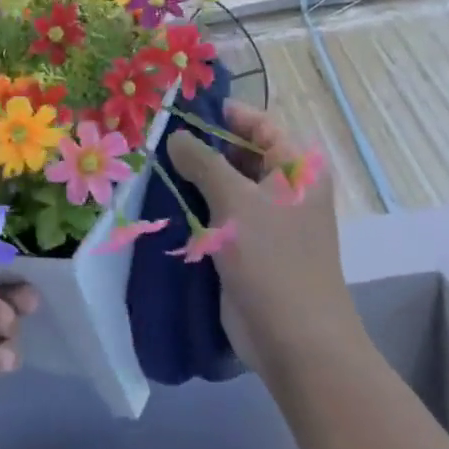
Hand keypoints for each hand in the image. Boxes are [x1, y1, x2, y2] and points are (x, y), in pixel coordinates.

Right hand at [167, 103, 349, 372]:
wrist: (293, 338)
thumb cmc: (271, 258)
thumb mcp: (235, 201)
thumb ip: (203, 163)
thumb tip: (177, 137)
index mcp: (296, 168)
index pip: (260, 125)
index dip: (224, 114)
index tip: (182, 110)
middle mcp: (284, 188)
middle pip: (240, 155)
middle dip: (202, 148)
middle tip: (157, 140)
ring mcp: (266, 220)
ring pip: (226, 187)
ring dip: (194, 180)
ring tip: (152, 166)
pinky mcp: (247, 248)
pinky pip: (219, 217)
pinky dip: (195, 208)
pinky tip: (162, 202)